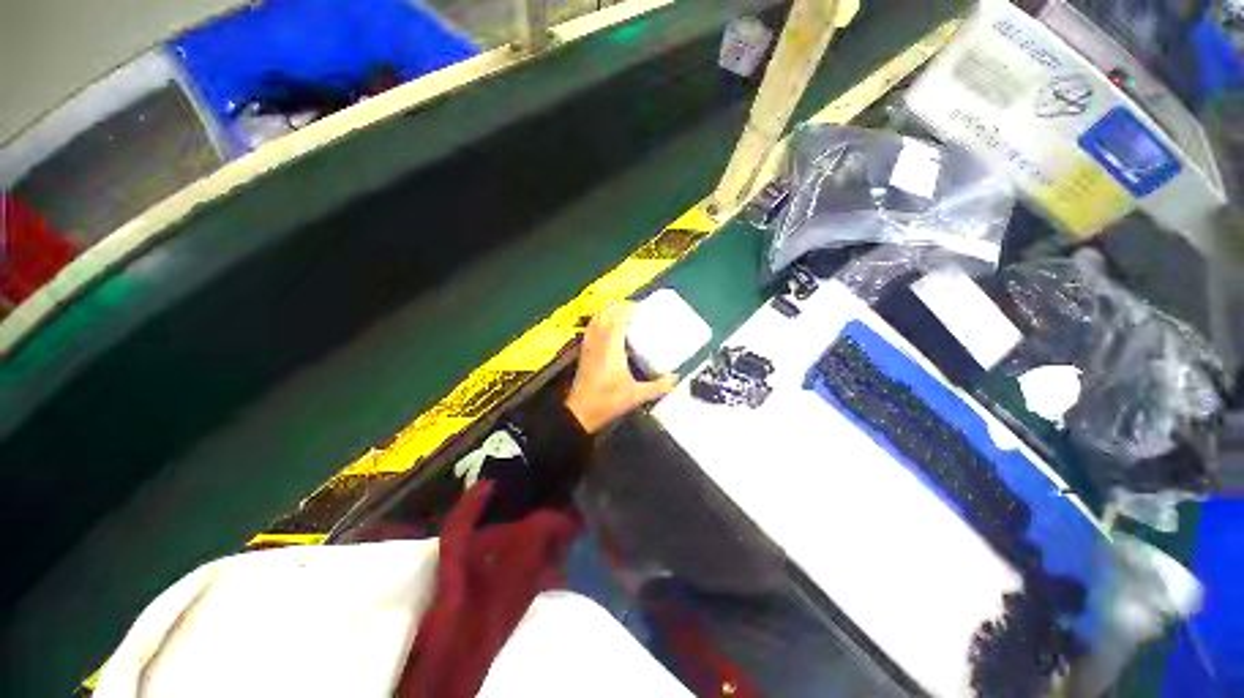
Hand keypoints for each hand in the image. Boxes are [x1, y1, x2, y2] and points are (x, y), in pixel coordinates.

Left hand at [565, 303, 677, 432]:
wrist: (581, 412)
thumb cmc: (608, 401)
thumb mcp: (637, 395)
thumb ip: (658, 386)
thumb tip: (674, 378)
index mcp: (611, 348)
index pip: (617, 319)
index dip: (628, 310)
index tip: (641, 309)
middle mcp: (598, 342)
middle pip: (605, 314)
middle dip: (620, 307)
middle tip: (635, 309)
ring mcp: (588, 346)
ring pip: (596, 320)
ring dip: (609, 313)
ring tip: (623, 315)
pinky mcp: (584, 352)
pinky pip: (591, 329)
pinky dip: (600, 322)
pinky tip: (610, 330)